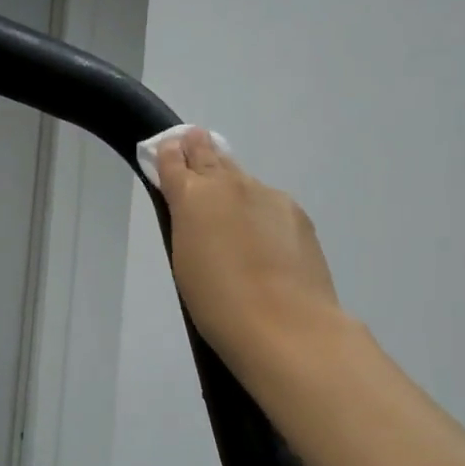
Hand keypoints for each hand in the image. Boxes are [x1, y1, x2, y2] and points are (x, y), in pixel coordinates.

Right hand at [155, 128, 344, 376]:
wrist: (285, 325)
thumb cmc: (217, 302)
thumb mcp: (185, 260)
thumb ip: (188, 224)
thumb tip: (195, 208)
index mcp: (193, 196)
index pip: (174, 161)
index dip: (168, 154)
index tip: (167, 147)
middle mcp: (231, 185)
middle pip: (210, 154)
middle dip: (198, 148)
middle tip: (193, 141)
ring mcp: (269, 196)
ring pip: (243, 179)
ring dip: (232, 183)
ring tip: (229, 202)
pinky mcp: (297, 214)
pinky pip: (269, 203)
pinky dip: (259, 210)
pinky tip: (262, 237)